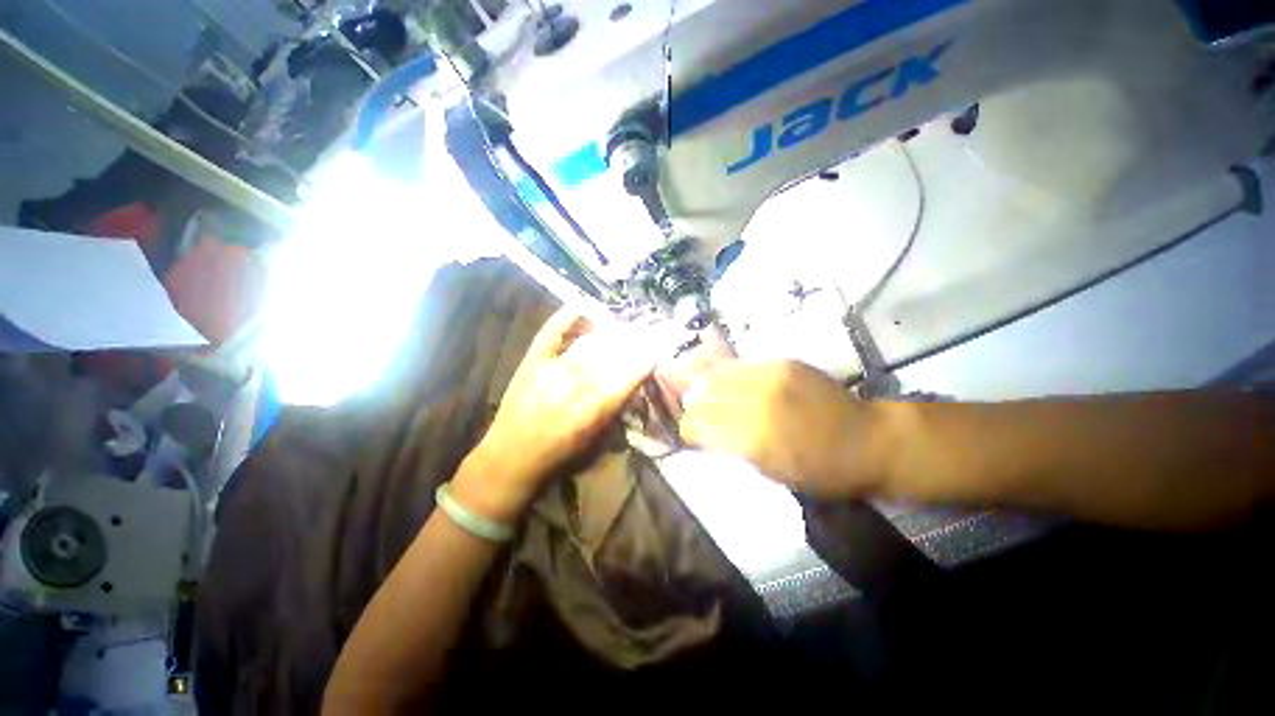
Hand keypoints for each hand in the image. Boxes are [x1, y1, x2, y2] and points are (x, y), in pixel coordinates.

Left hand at [454, 308, 658, 521]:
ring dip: (613, 331)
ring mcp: (548, 370)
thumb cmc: (557, 458)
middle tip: (652, 330)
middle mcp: (571, 387)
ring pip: (588, 343)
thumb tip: (635, 383)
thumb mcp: (595, 444)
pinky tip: (583, 305)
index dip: (645, 360)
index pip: (626, 378)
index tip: (661, 348)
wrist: (509, 458)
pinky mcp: (531, 361)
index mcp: (589, 413)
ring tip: (629, 325)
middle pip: (610, 354)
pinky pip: (551, 332)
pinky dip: (566, 316)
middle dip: (635, 340)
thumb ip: (616, 412)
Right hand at [679, 361, 890, 496]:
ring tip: (708, 393)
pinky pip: (741, 365)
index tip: (690, 432)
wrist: (868, 440)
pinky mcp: (782, 363)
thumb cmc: (821, 471)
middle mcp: (756, 403)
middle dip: (694, 407)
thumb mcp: (771, 472)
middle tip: (696, 413)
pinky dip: (728, 375)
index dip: (688, 428)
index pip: (697, 425)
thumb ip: (732, 447)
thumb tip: (704, 431)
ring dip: (707, 386)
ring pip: (717, 375)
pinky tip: (729, 381)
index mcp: (752, 439)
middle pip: (703, 397)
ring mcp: (770, 378)